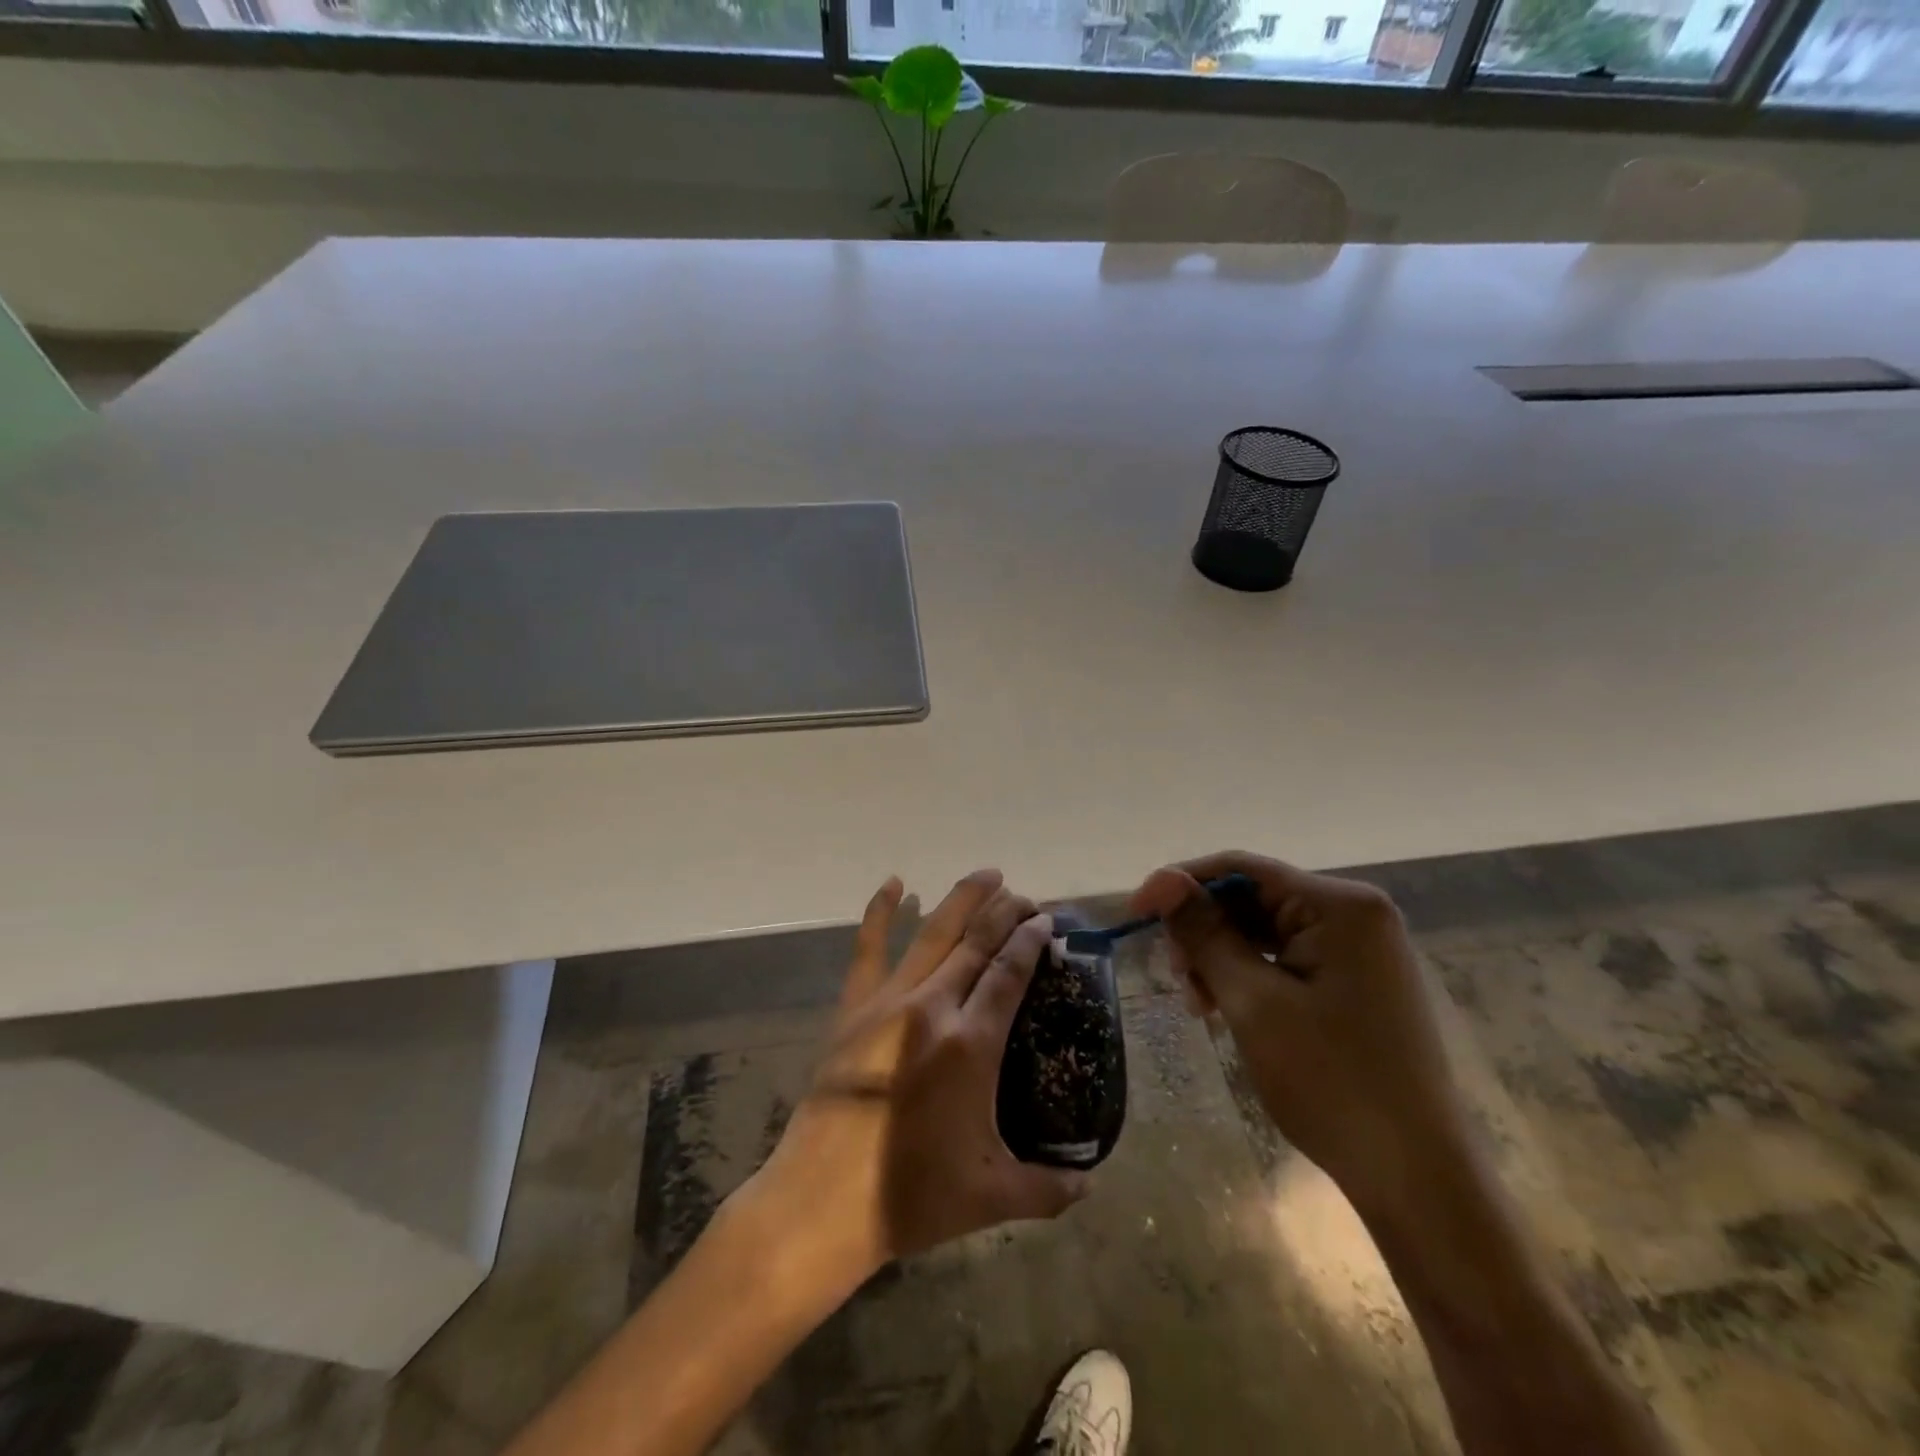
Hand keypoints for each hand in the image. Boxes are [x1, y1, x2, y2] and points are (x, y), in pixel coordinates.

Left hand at [741, 869, 1088, 1292]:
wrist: (823, 1201)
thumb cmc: (912, 1197)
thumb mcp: (992, 1196)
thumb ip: (1049, 1188)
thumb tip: (1092, 1186)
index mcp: (971, 1043)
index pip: (1009, 972)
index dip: (1031, 939)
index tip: (1046, 919)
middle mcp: (933, 1007)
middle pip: (977, 942)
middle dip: (1006, 912)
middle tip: (1027, 897)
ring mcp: (888, 1002)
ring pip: (933, 933)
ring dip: (962, 899)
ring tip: (987, 875)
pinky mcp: (853, 1008)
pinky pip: (868, 948)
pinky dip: (880, 911)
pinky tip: (894, 882)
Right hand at [1130, 851, 1473, 1222]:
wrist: (1417, 1180)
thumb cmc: (1331, 1082)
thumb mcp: (1252, 1001)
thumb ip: (1204, 933)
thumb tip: (1161, 881)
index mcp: (1340, 906)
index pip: (1242, 869)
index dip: (1181, 884)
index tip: (1135, 913)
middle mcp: (1356, 915)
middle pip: (1254, 898)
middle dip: (1204, 930)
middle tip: (1174, 975)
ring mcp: (1360, 951)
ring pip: (1266, 931)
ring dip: (1222, 958)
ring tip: (1197, 1003)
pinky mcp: (1357, 983)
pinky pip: (1287, 959)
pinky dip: (1249, 976)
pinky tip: (1225, 1008)